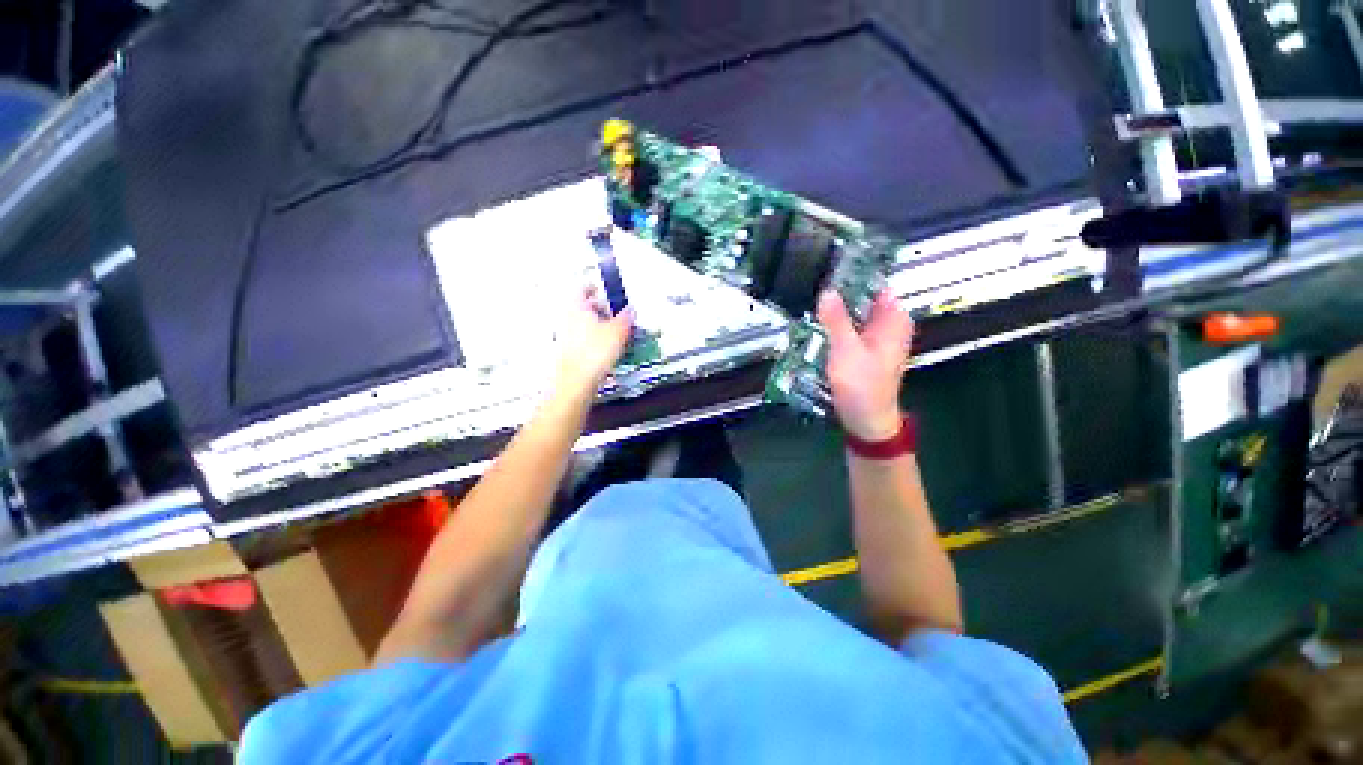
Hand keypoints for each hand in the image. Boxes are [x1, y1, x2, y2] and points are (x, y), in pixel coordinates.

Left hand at [555, 288, 633, 398]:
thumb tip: (630, 311)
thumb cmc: (592, 354)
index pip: (585, 287)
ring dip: (599, 324)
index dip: (597, 286)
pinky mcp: (570, 351)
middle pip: (585, 306)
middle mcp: (568, 318)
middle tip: (616, 311)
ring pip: (585, 323)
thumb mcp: (618, 331)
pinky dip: (595, 339)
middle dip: (601, 308)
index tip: (606, 289)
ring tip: (615, 331)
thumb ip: (625, 317)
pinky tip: (607, 348)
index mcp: (577, 306)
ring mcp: (567, 335)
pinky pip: (584, 339)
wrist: (577, 381)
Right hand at [816, 289, 912, 441]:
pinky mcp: (860, 349)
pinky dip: (834, 323)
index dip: (855, 274)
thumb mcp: (847, 349)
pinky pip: (847, 328)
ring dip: (834, 307)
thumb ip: (836, 319)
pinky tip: (815, 320)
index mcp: (893, 320)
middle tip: (813, 280)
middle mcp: (886, 325)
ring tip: (810, 296)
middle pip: (863, 298)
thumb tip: (828, 291)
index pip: (876, 285)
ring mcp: (872, 337)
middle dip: (840, 291)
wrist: (865, 418)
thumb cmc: (863, 384)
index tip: (831, 265)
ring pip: (853, 313)